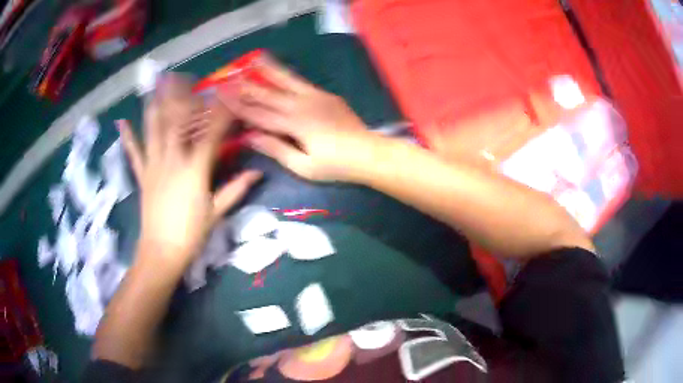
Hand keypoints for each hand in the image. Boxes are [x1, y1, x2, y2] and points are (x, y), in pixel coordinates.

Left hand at [118, 74, 260, 266]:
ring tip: (156, 85)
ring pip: (154, 129)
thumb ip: (236, 189)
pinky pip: (134, 152)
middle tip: (184, 77)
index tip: (227, 93)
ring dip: (156, 105)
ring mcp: (154, 165)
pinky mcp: (142, 175)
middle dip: (183, 97)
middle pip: (178, 121)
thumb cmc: (191, 234)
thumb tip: (258, 173)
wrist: (161, 252)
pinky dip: (128, 137)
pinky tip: (122, 123)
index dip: (221, 112)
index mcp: (195, 170)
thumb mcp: (217, 212)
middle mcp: (173, 160)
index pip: (211, 133)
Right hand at [220, 55, 381, 181]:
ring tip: (255, 58)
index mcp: (293, 124)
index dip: (238, 105)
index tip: (221, 96)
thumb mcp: (303, 166)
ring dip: (268, 70)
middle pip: (268, 93)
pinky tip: (280, 71)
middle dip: (247, 85)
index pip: (258, 113)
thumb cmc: (335, 165)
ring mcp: (315, 97)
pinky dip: (287, 75)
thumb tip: (250, 136)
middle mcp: (301, 105)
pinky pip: (301, 82)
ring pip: (285, 80)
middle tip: (230, 77)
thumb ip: (276, 149)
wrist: (367, 153)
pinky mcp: (325, 95)